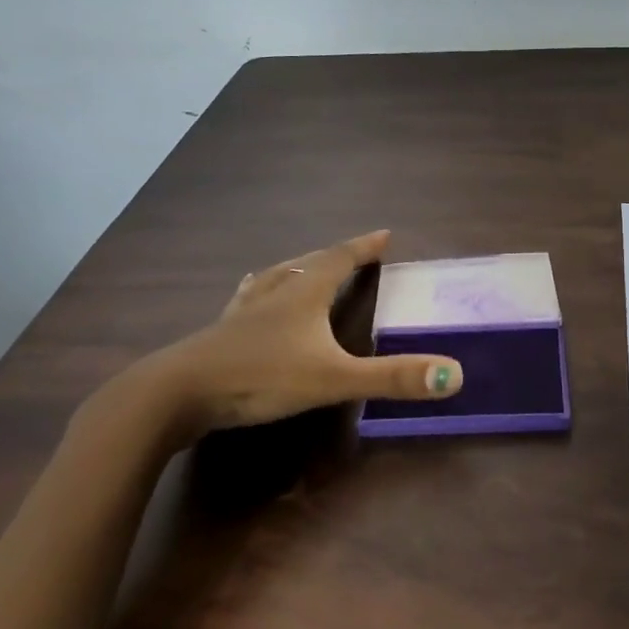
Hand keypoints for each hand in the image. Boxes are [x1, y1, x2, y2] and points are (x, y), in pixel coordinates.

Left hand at [99, 230, 462, 441]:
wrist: (175, 394)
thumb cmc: (260, 377)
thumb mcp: (333, 379)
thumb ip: (391, 378)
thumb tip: (454, 374)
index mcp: (303, 293)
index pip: (340, 258)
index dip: (364, 247)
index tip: (385, 234)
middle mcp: (274, 293)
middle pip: (308, 263)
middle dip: (335, 255)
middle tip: (354, 252)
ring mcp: (242, 312)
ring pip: (276, 278)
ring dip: (298, 268)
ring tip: (306, 265)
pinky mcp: (221, 333)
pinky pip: (249, 299)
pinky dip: (262, 291)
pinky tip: (251, 294)